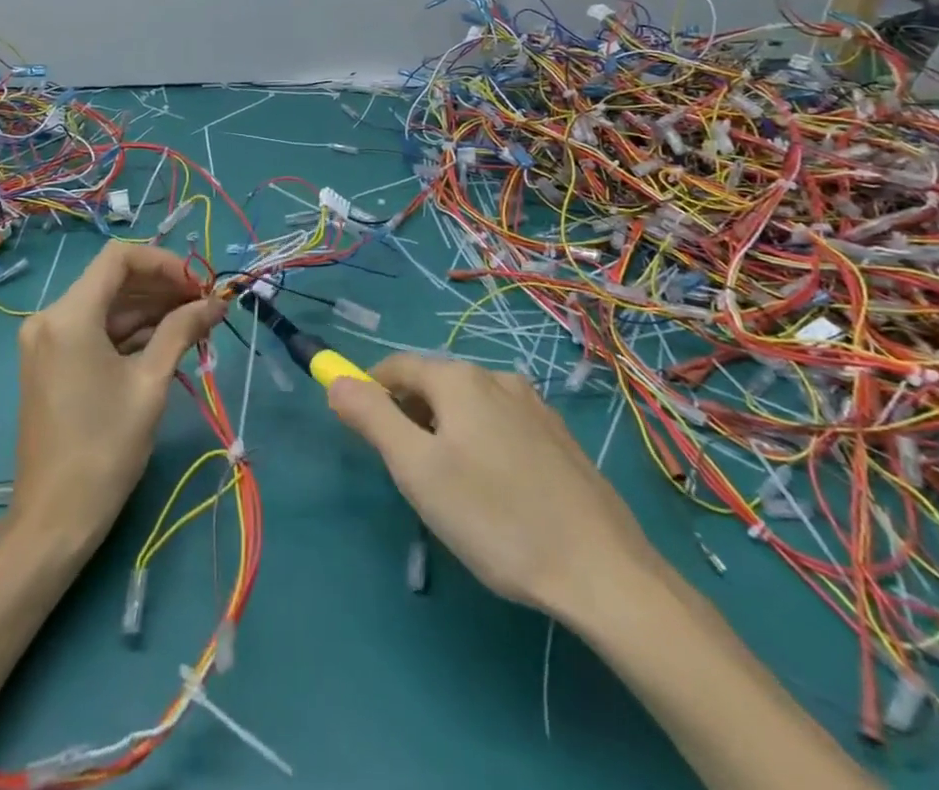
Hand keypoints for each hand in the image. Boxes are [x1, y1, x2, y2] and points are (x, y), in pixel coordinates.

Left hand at [10, 242, 224, 558]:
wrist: (55, 518)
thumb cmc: (105, 448)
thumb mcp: (150, 384)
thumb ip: (181, 331)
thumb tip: (215, 304)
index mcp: (69, 316)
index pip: (119, 258)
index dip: (163, 263)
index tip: (197, 285)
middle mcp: (50, 317)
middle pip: (112, 280)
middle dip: (160, 287)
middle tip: (203, 306)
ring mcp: (46, 340)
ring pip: (105, 305)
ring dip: (148, 309)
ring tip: (194, 323)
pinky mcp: (50, 361)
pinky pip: (93, 330)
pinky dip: (128, 331)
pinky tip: (165, 340)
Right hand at [328, 354, 659, 628]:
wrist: (603, 571)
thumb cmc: (495, 518)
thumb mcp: (416, 470)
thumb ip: (371, 418)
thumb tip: (336, 380)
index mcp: (458, 378)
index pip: (395, 367)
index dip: (370, 393)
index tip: (364, 436)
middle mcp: (496, 376)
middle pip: (433, 384)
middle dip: (409, 417)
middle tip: (409, 475)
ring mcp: (533, 404)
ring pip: (468, 406)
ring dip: (445, 431)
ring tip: (451, 490)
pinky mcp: (558, 436)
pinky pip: (501, 424)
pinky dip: (480, 443)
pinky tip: (495, 493)